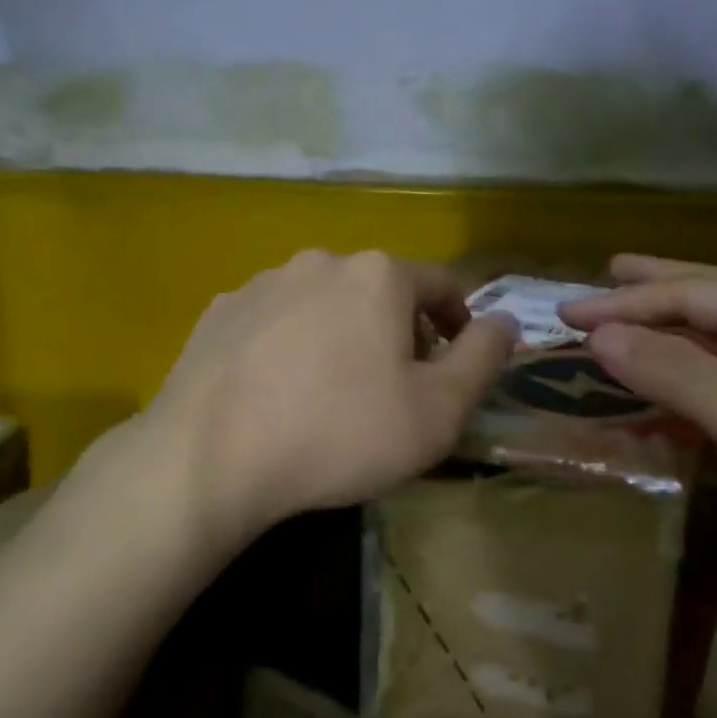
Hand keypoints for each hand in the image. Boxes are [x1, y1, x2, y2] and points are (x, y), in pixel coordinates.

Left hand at [120, 249, 517, 547]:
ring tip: (334, 391)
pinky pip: (277, 319)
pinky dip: (293, 343)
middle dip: (401, 331)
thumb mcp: (437, 411)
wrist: (210, 457)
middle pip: (382, 290)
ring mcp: (264, 281)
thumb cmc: (339, 433)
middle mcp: (322, 261)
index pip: (443, 284)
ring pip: (326, 301)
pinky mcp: (222, 310)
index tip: (454, 366)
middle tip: (396, 388)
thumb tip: (506, 321)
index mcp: (380, 275)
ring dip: (344, 334)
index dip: (459, 324)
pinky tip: (280, 390)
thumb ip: (483, 359)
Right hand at [561, 255, 716, 644]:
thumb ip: (676, 373)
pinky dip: (703, 374)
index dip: (625, 302)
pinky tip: (686, 384)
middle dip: (660, 285)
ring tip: (638, 315)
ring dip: (680, 327)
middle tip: (609, 271)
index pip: (694, 296)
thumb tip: (601, 334)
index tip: (566, 313)